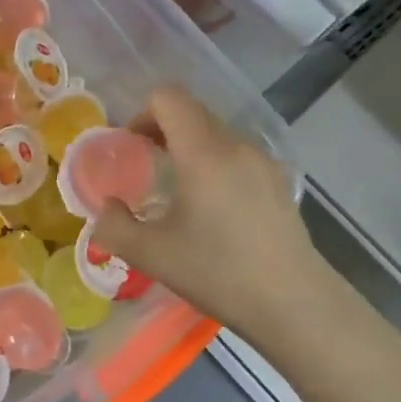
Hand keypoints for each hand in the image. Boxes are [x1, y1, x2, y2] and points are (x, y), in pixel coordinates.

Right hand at [92, 84, 331, 340]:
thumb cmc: (218, 273)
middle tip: (146, 169)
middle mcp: (236, 145)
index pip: (168, 98)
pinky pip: (237, 156)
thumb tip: (107, 207)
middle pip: (192, 112)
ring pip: (216, 134)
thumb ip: (114, 225)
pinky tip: (214, 210)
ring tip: (178, 193)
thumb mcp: (151, 255)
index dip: (141, 114)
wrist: (293, 303)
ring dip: (189, 149)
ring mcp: (263, 161)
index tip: (130, 148)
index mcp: (203, 153)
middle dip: (162, 131)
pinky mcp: (279, 181)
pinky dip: (215, 165)